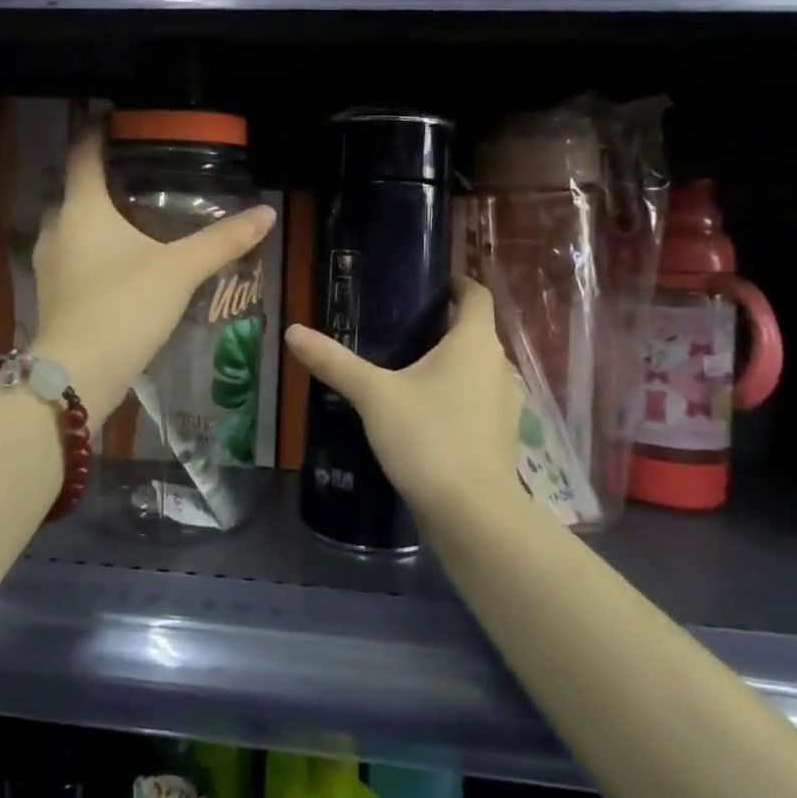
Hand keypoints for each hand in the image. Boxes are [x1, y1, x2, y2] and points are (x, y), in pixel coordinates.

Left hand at [29, 128, 273, 422]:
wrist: (78, 374)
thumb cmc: (125, 307)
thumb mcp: (180, 271)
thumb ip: (222, 241)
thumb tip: (266, 213)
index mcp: (82, 207)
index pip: (84, 152)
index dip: (98, 131)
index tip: (119, 119)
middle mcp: (57, 227)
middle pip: (77, 188)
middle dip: (104, 178)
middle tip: (142, 173)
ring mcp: (48, 262)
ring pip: (73, 224)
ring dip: (98, 216)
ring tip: (136, 216)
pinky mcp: (51, 292)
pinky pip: (72, 254)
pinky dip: (93, 247)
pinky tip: (121, 261)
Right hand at [284, 277, 540, 527]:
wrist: (473, 514)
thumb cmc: (428, 438)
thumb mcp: (374, 395)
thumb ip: (334, 361)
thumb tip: (292, 331)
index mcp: (474, 342)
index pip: (476, 294)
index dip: (455, 283)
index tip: (424, 284)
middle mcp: (498, 365)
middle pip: (473, 331)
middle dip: (441, 324)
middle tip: (396, 325)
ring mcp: (504, 403)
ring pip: (475, 367)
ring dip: (448, 361)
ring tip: (403, 366)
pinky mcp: (499, 434)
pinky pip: (475, 398)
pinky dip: (453, 393)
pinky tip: (421, 410)